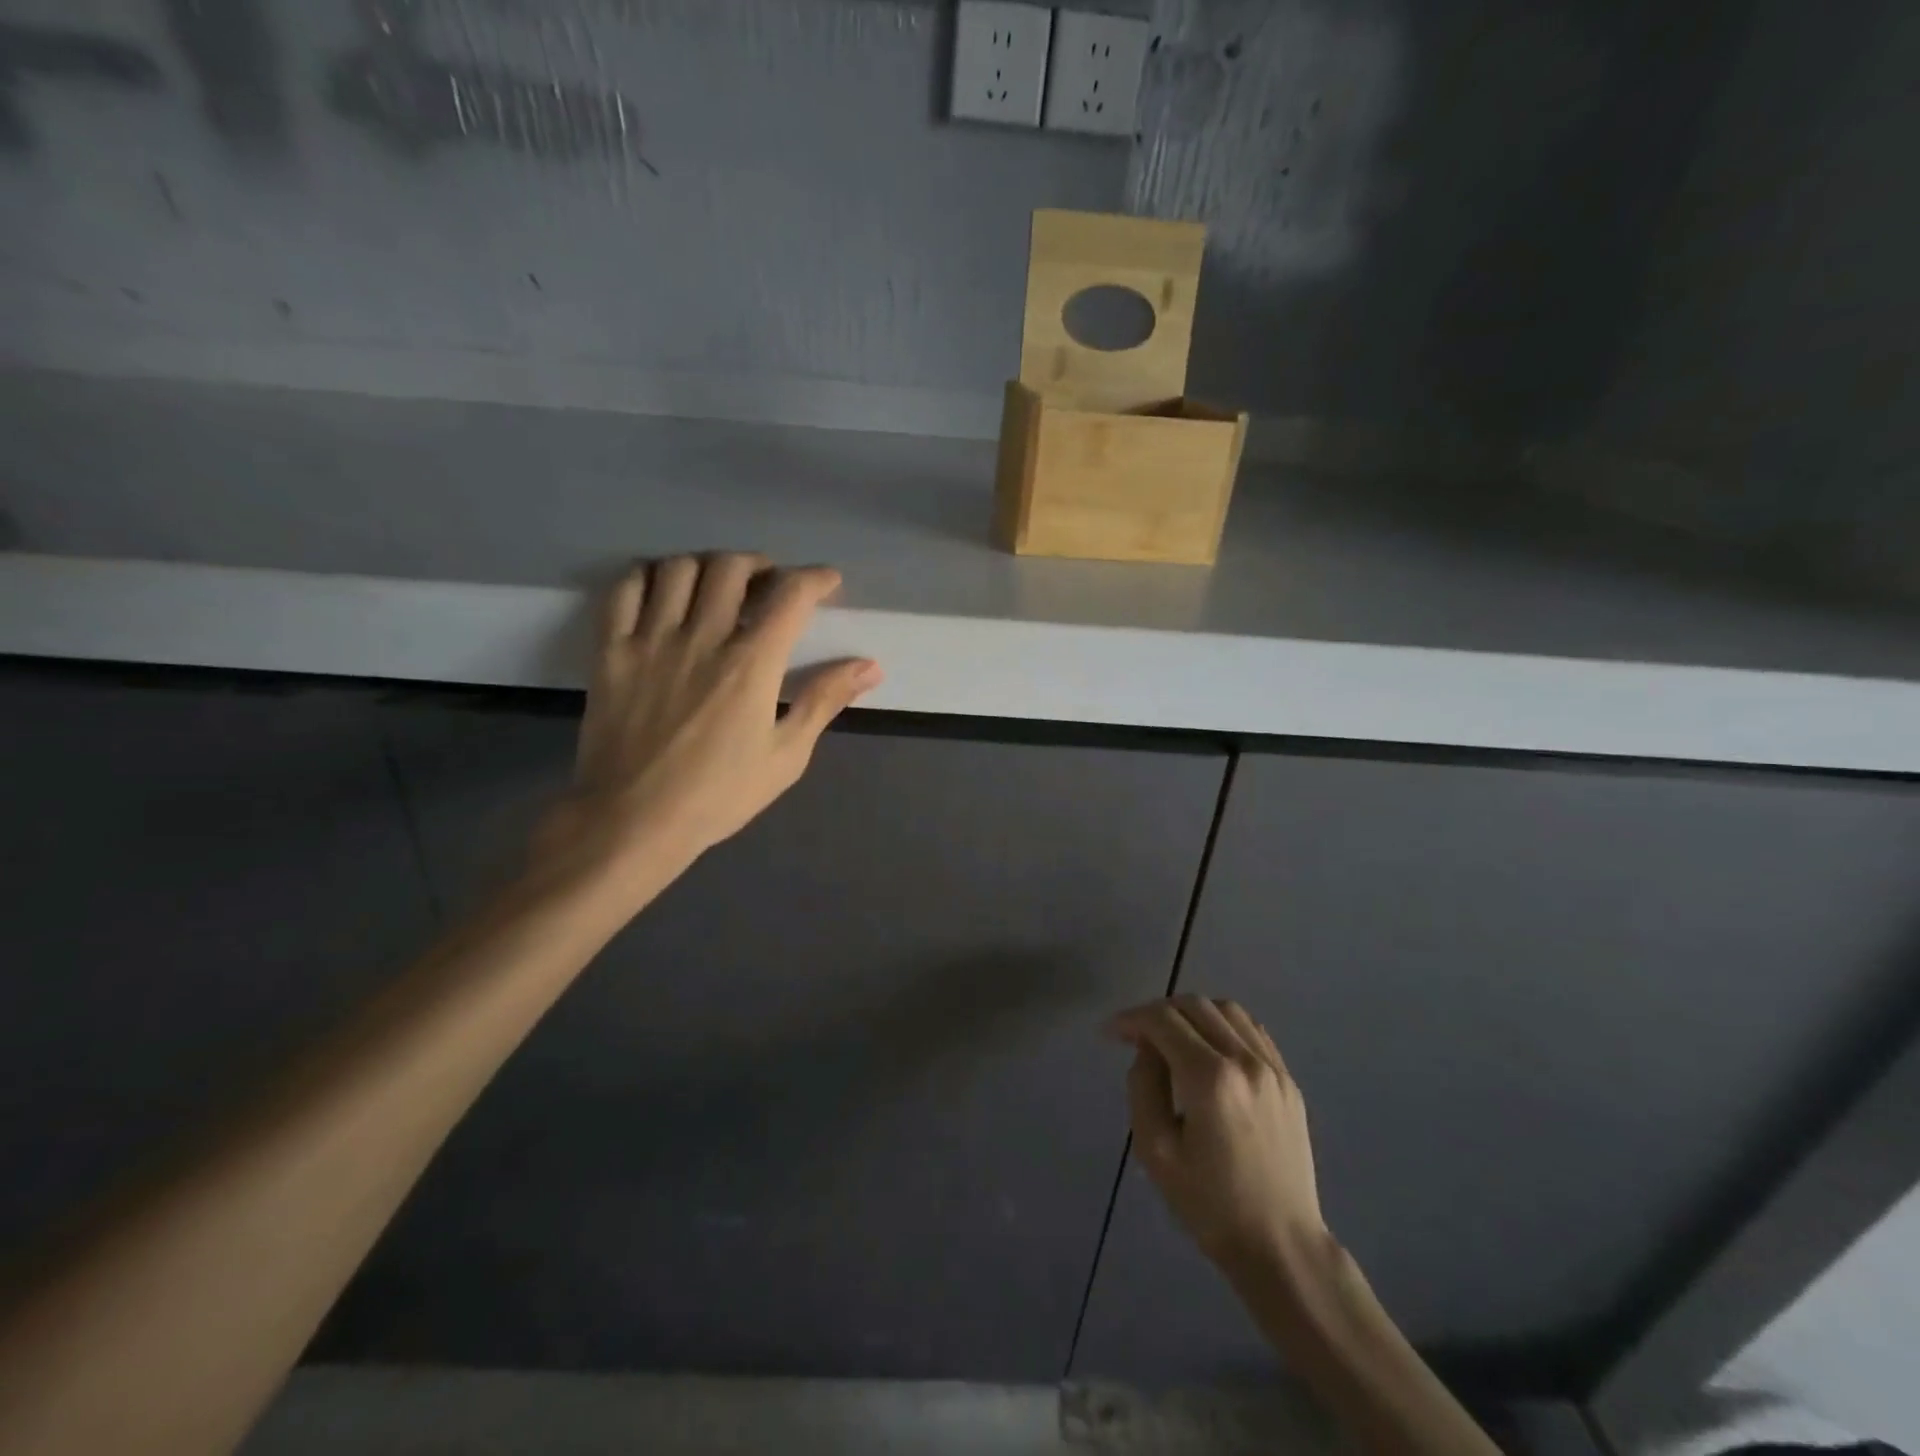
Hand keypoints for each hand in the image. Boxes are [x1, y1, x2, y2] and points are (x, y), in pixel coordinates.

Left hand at [540, 553, 881, 877]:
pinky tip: (664, 591)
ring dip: (707, 566)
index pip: (790, 595)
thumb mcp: (786, 756)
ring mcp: (650, 640)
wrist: (633, 821)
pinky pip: (625, 589)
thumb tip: (870, 666)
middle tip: (769, 585)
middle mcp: (702, 638)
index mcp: (751, 665)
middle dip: (760, 565)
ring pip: (679, 568)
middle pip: (732, 567)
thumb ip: (824, 701)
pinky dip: (649, 576)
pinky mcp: (611, 651)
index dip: (815, 578)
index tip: (827, 582)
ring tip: (718, 586)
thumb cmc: (719, 795)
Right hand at [1106, 996, 1328, 1270]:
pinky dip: (1223, 1024)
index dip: (1132, 1019)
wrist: (1281, 1246)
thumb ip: (1143, 1086)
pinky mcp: (1288, 1081)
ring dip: (1192, 1012)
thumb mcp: (1155, 1151)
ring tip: (1172, 1037)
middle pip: (1194, 1005)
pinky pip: (1252, 1030)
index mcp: (1210, 1079)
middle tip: (1136, 1035)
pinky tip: (1209, 1047)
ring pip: (1226, 1009)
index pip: (1163, 1020)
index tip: (1111, 1032)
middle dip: (1158, 1011)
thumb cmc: (1210, 1205)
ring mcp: (1272, 1068)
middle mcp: (1245, 1061)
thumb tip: (1147, 1049)